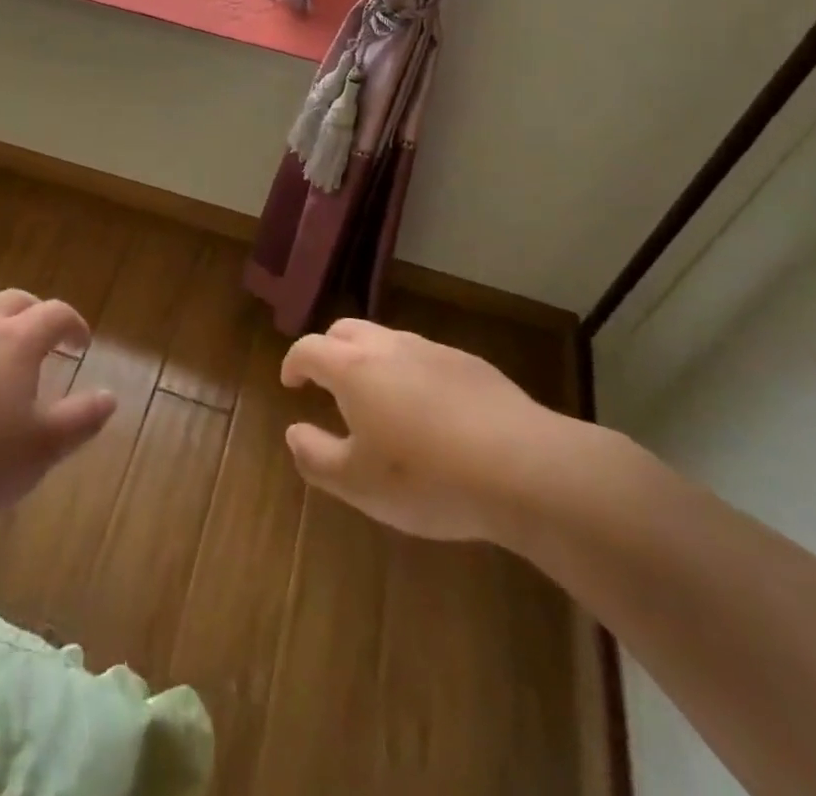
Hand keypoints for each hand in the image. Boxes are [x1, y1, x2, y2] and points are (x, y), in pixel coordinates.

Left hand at [0, 289, 116, 532]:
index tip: (82, 345)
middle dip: (36, 314)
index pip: (55, 313)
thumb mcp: (40, 450)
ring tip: (1, 356)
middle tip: (46, 340)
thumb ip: (81, 420)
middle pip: (14, 301)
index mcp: (17, 340)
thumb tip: (110, 396)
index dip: (74, 324)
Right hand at [280, 318, 582, 546]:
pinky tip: (430, 412)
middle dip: (329, 351)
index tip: (291, 383)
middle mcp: (389, 346)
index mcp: (354, 369)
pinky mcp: (471, 364)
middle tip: (327, 383)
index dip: (294, 363)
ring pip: (388, 340)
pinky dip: (411, 373)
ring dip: (371, 360)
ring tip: (378, 400)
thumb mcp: (358, 484)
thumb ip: (316, 457)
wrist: (524, 467)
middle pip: (346, 331)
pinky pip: (426, 357)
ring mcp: (433, 350)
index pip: (309, 348)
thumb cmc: (427, 478)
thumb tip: (294, 433)